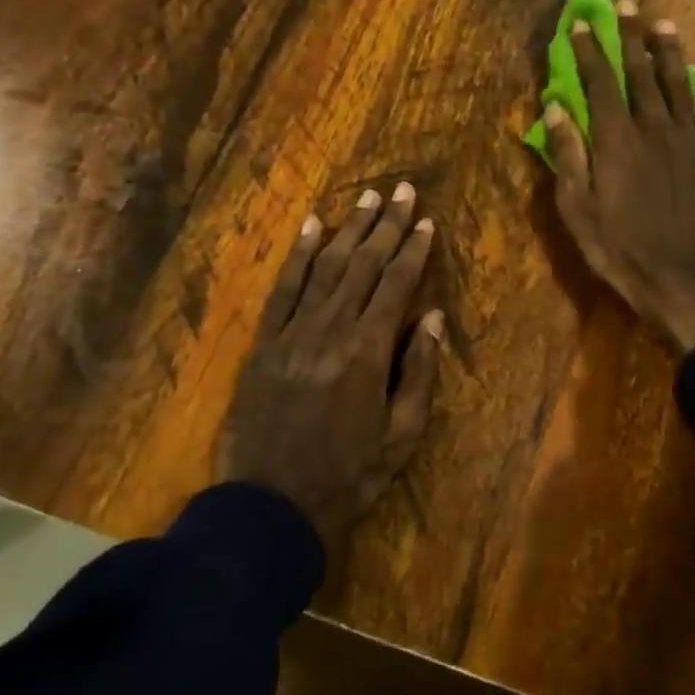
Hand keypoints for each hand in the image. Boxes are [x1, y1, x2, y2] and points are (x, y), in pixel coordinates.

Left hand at [215, 184, 442, 554]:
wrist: (270, 505)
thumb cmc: (347, 476)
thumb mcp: (401, 436)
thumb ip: (417, 373)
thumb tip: (431, 318)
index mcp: (367, 352)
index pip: (395, 286)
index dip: (412, 250)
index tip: (426, 220)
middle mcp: (330, 329)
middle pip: (362, 265)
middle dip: (385, 225)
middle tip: (401, 190)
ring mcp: (292, 332)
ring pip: (325, 268)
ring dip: (347, 230)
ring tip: (366, 198)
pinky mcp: (264, 343)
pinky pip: (283, 290)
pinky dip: (298, 256)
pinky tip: (311, 227)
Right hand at [544, 1, 694, 351]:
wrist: (690, 282)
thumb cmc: (624, 252)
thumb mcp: (580, 212)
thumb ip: (569, 156)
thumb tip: (556, 108)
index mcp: (617, 140)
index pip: (599, 83)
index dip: (588, 50)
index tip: (579, 22)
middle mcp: (655, 128)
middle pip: (641, 73)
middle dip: (629, 36)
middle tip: (625, 4)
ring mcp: (691, 141)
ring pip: (680, 84)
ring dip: (670, 51)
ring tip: (663, 23)